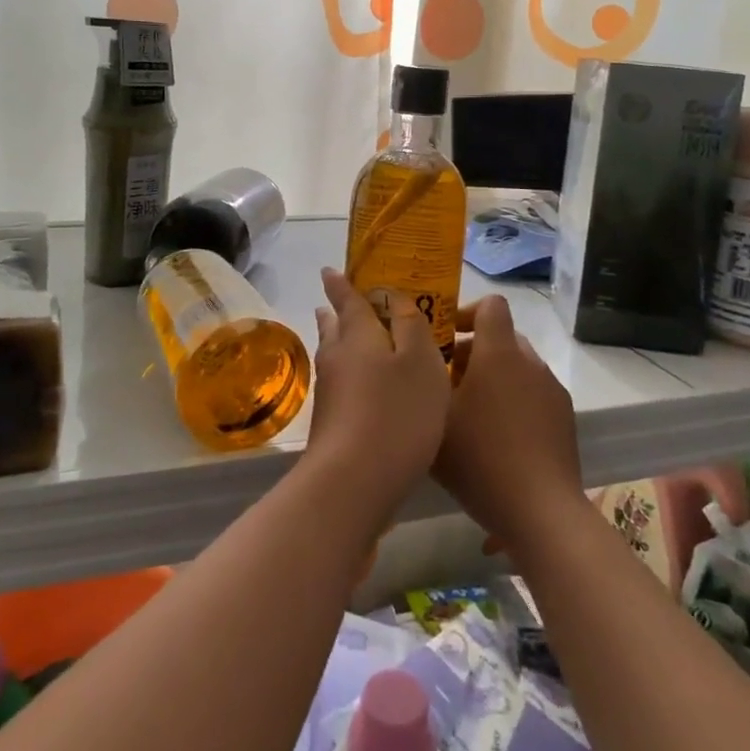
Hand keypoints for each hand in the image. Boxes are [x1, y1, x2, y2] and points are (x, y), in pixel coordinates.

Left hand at [307, 268, 450, 524]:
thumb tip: (394, 297)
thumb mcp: (420, 361)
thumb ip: (411, 325)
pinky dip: (349, 373)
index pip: (347, 299)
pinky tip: (362, 386)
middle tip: (340, 302)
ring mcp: (329, 391)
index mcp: (358, 334)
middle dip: (338, 313)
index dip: (340, 283)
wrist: (354, 480)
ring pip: (334, 355)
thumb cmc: (397, 412)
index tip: (330, 270)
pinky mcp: (329, 421)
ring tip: (348, 336)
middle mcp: (337, 356)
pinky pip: (339, 382)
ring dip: (340, 341)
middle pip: (335, 327)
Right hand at [434, 295, 583, 560]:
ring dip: (494, 378)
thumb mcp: (434, 419)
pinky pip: (534, 394)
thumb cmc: (481, 458)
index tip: (444, 339)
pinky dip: (514, 402)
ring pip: (518, 367)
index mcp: (499, 353)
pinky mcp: (565, 419)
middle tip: (447, 382)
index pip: (491, 305)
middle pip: (502, 337)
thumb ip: (424, 382)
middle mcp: (530, 362)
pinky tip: (497, 440)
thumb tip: (421, 361)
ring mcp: (552, 390)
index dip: (466, 312)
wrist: (541, 512)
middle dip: (474, 351)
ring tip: (470, 414)